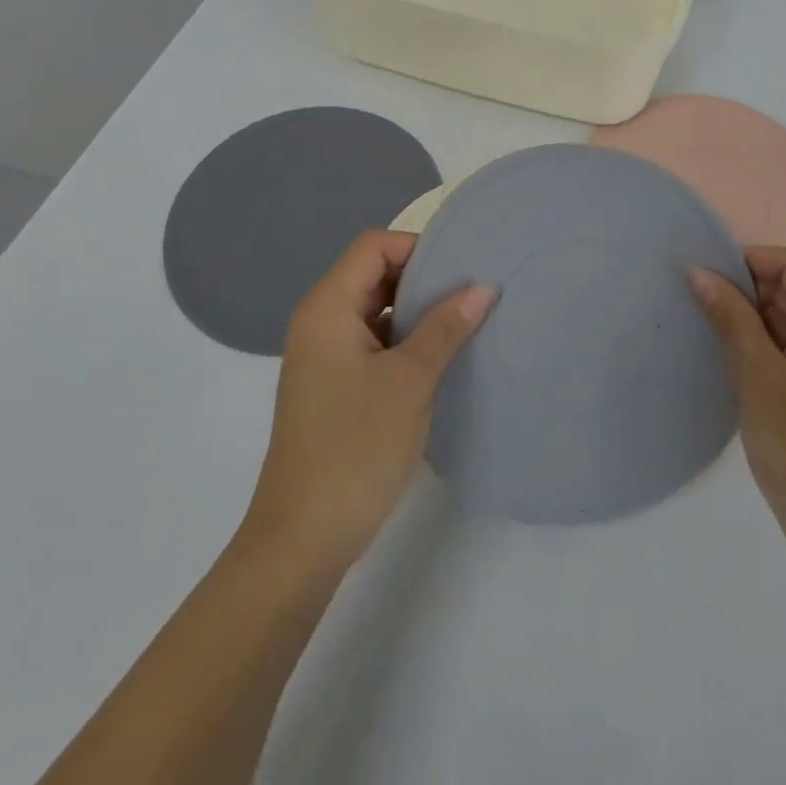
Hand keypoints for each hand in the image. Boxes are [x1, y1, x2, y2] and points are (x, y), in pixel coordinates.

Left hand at [242, 230, 493, 571]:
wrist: (302, 540)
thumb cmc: (355, 448)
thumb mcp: (409, 382)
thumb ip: (446, 327)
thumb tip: (483, 287)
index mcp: (328, 308)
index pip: (374, 246)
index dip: (417, 248)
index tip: (461, 269)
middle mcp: (320, 322)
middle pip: (373, 274)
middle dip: (422, 278)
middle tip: (472, 292)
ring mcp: (324, 357)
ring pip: (375, 311)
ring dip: (416, 312)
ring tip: (465, 322)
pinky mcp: (333, 387)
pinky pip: (372, 343)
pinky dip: (404, 341)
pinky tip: (440, 359)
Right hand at [691, 247, 785, 563]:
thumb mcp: (758, 378)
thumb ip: (731, 318)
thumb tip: (699, 271)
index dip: (749, 260)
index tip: (707, 278)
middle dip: (745, 290)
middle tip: (699, 309)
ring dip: (750, 320)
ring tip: (708, 335)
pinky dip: (761, 346)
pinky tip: (731, 364)